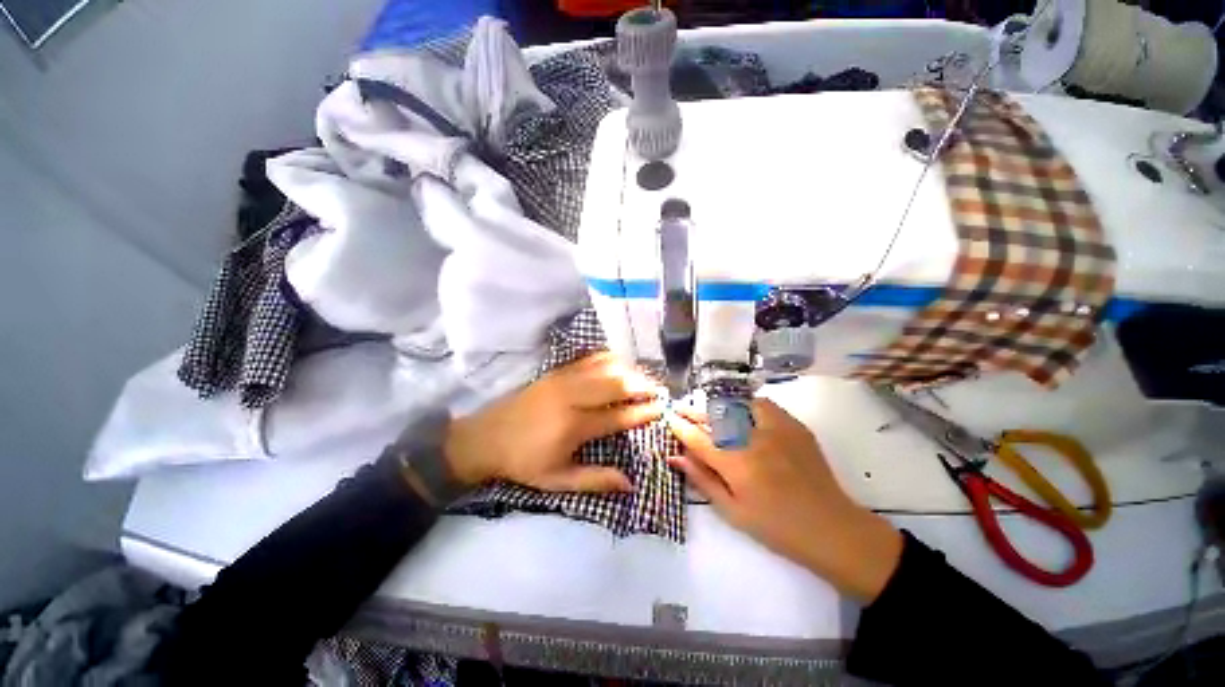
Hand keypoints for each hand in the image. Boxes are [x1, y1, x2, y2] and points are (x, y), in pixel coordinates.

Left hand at [446, 352, 664, 492]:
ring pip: (606, 366)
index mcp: (573, 425)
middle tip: (660, 392)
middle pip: (616, 382)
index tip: (662, 409)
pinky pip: (590, 358)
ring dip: (630, 370)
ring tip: (644, 380)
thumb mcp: (557, 481)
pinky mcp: (557, 370)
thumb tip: (630, 483)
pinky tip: (620, 366)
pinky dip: (610, 360)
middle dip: (643, 385)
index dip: (643, 411)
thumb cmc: (523, 462)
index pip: (618, 415)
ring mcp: (563, 378)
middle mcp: (572, 396)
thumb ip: (595, 480)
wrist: (485, 437)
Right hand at [666, 399, 903, 601]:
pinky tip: (742, 413)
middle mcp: (753, 440)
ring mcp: (775, 430)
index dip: (680, 426)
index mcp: (736, 465)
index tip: (669, 417)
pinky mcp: (794, 426)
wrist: (831, 528)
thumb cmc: (776, 528)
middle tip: (681, 408)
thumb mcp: (732, 511)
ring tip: (711, 411)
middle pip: (714, 418)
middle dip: (693, 412)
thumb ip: (702, 479)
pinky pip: (763, 405)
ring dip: (719, 406)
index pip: (698, 438)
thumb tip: (675, 456)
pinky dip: (747, 405)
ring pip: (737, 405)